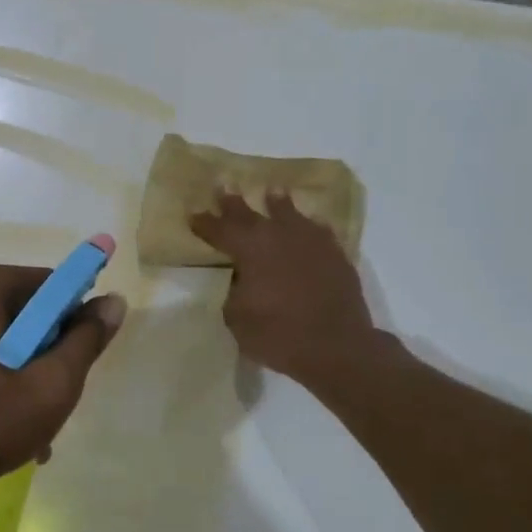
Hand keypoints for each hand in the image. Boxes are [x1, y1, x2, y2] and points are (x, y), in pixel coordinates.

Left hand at [0, 261, 126, 493]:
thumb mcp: (48, 388)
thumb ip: (85, 342)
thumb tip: (113, 301)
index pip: (49, 287)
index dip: (71, 324)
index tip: (71, 367)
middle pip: (17, 315)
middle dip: (39, 358)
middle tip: (46, 408)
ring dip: (10, 377)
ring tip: (19, 435)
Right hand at [190, 193, 373, 386]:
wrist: (337, 347)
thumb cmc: (278, 335)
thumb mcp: (237, 318)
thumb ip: (234, 291)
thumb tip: (242, 278)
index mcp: (249, 249)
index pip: (219, 230)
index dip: (204, 222)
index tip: (193, 213)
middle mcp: (278, 236)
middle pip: (250, 214)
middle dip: (233, 201)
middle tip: (224, 184)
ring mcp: (310, 242)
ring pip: (290, 214)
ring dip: (278, 202)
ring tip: (273, 191)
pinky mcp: (335, 254)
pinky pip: (319, 231)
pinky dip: (310, 226)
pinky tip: (311, 224)